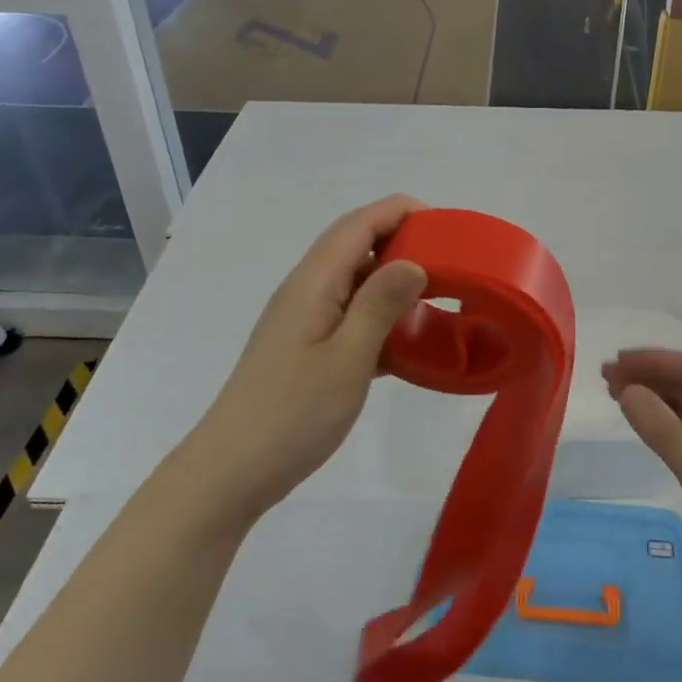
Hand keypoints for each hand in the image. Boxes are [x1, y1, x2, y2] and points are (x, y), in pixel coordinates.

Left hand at [187, 197, 427, 527]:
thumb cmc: (293, 414)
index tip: (444, 222)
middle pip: (353, 244)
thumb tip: (414, 262)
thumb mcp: (347, 359)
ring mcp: (303, 319)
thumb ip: (380, 306)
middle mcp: (306, 290)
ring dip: (391, 277)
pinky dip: (379, 313)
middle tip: (449, 258)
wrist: (233, 470)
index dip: (399, 211)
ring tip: (436, 292)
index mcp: (313, 283)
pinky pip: (349, 313)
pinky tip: (407, 339)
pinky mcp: (306, 347)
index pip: (357, 225)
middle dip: (400, 238)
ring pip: (353, 280)